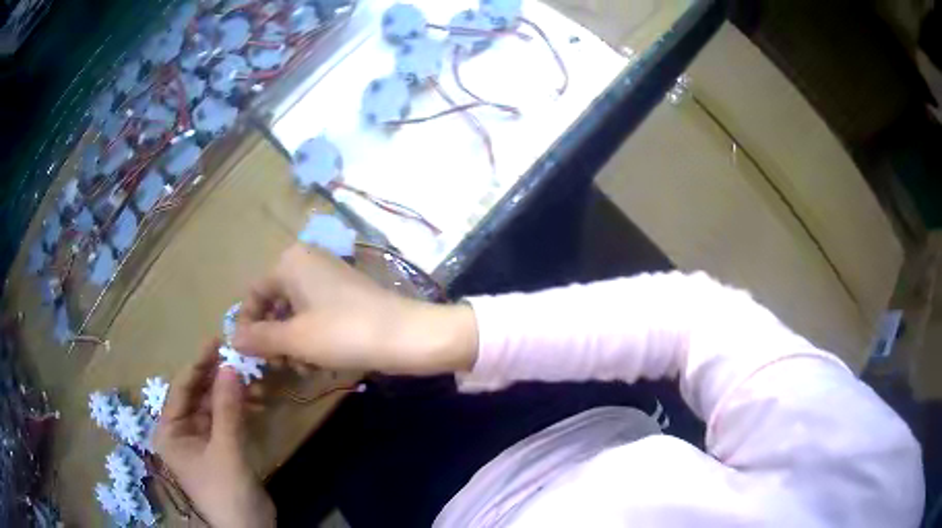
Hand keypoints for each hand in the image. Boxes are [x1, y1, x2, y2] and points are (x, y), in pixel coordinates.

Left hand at [155, 341, 274, 527]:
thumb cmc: (227, 492)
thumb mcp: (226, 450)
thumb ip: (227, 408)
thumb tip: (230, 365)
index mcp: (170, 431)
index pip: (181, 388)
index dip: (198, 364)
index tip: (217, 340)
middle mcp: (180, 431)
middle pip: (197, 395)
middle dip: (217, 377)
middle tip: (238, 355)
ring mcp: (200, 440)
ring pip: (213, 406)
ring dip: (231, 393)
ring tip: (252, 377)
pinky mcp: (219, 448)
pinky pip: (225, 420)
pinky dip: (238, 409)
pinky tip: (255, 400)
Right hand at [232, 244, 477, 374]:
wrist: (405, 335)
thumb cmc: (343, 333)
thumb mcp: (295, 339)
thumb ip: (260, 337)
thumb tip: (233, 338)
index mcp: (290, 262)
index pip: (254, 293)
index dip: (248, 324)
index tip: (249, 354)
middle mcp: (307, 262)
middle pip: (275, 303)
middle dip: (273, 337)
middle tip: (278, 365)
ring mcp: (328, 277)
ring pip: (295, 313)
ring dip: (292, 342)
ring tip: (300, 368)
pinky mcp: (345, 294)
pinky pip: (316, 315)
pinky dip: (311, 337)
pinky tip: (317, 362)